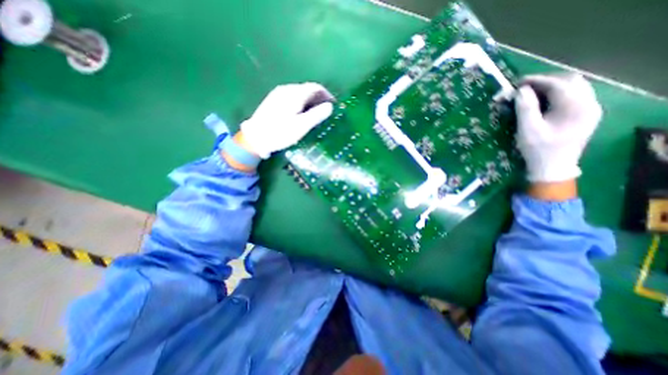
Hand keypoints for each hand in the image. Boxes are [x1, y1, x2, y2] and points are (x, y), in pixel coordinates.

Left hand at [239, 81, 334, 158]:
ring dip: (310, 101)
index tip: (333, 105)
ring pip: (300, 93)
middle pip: (307, 89)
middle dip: (319, 98)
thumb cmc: (280, 133)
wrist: (255, 137)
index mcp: (295, 94)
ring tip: (316, 113)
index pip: (315, 88)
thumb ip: (316, 115)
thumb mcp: (301, 126)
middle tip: (326, 111)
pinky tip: (301, 113)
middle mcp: (287, 89)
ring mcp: (278, 94)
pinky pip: (292, 97)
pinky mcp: (273, 100)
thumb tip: (330, 106)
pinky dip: (301, 103)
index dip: (327, 95)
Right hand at [512, 73, 602, 182]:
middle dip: (545, 81)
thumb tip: (521, 90)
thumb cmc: (538, 150)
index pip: (558, 84)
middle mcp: (590, 103)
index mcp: (577, 107)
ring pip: (573, 87)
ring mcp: (590, 109)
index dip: (536, 80)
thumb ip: (525, 108)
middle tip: (523, 88)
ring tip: (531, 93)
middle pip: (570, 81)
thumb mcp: (527, 129)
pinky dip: (556, 94)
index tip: (517, 83)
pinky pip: (573, 96)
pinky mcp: (585, 114)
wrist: (552, 168)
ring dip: (551, 87)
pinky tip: (542, 101)